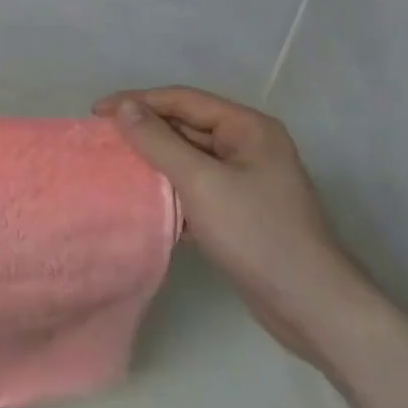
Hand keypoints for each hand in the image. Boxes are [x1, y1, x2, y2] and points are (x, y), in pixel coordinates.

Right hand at [92, 85, 371, 362]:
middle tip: (100, 140)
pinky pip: (193, 186)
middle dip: (143, 132)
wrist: (312, 308)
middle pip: (184, 126)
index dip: (137, 102)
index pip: (182, 99)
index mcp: (247, 128)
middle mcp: (247, 146)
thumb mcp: (201, 182)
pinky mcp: (238, 210)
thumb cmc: (258, 235)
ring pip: (186, 158)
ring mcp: (244, 179)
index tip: (95, 114)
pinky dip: (168, 189)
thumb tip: (123, 108)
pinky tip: (141, 199)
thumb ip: (158, 142)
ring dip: (152, 161)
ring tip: (113, 166)